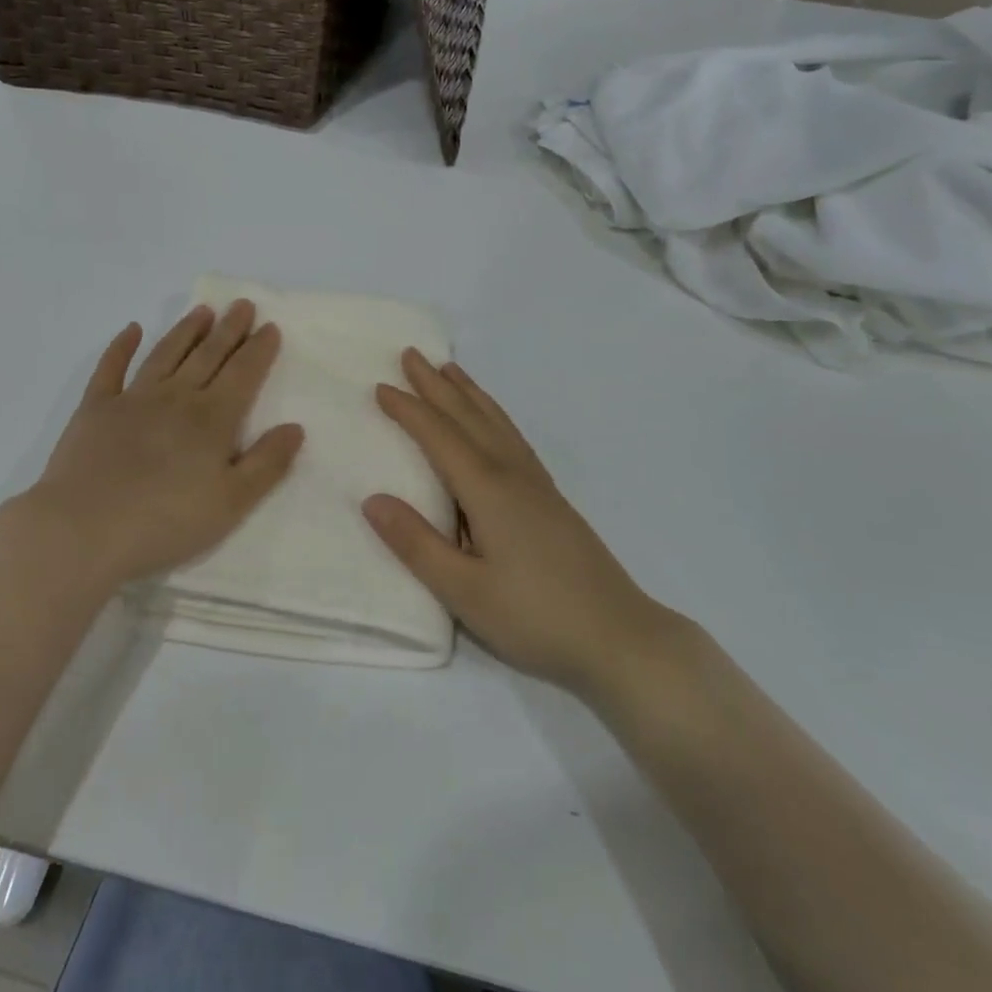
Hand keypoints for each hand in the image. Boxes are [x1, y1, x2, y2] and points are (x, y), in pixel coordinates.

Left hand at [4, 302, 304, 596]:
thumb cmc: (164, 523)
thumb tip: (295, 427)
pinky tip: (131, 329)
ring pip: (166, 354)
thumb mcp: (230, 503)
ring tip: (203, 311)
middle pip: (208, 355)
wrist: (82, 531)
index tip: (269, 327)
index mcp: (211, 419)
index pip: (243, 374)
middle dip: (229, 329)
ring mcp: (132, 399)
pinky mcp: (95, 408)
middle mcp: (175, 398)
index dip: (258, 350)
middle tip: (242, 305)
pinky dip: (121, 346)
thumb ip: (267, 464)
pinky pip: (111, 368)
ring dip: (186, 330)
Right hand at [363, 351, 681, 701]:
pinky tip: (493, 423)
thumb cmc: (535, 617)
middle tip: (411, 355)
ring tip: (450, 370)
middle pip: (468, 417)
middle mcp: (512, 474)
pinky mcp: (551, 499)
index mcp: (487, 490)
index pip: (439, 436)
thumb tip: (372, 499)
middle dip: (436, 386)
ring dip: (468, 393)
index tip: (380, 386)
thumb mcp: (464, 591)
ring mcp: (536, 484)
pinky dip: (494, 415)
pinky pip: (512, 437)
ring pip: (496, 422)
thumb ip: (416, 544)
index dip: (408, 410)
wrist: (619, 637)